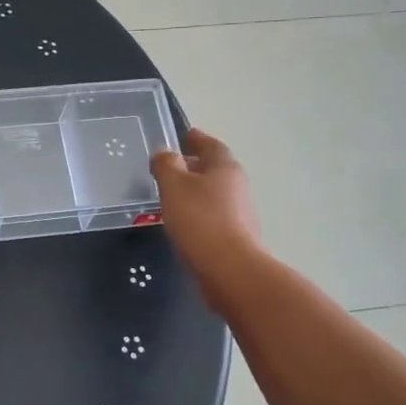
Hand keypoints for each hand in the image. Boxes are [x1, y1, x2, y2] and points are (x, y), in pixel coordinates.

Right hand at [151, 128, 262, 293]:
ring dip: (195, 190)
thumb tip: (165, 153)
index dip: (196, 138)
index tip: (184, 135)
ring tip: (172, 195)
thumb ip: (166, 165)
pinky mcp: (236, 236)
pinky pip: (213, 214)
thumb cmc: (200, 219)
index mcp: (225, 167)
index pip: (211, 144)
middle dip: (194, 165)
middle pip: (214, 168)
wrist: (230, 269)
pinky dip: (198, 212)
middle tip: (171, 166)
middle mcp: (237, 185)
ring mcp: (240, 212)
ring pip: (214, 193)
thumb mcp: (174, 185)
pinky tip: (183, 221)